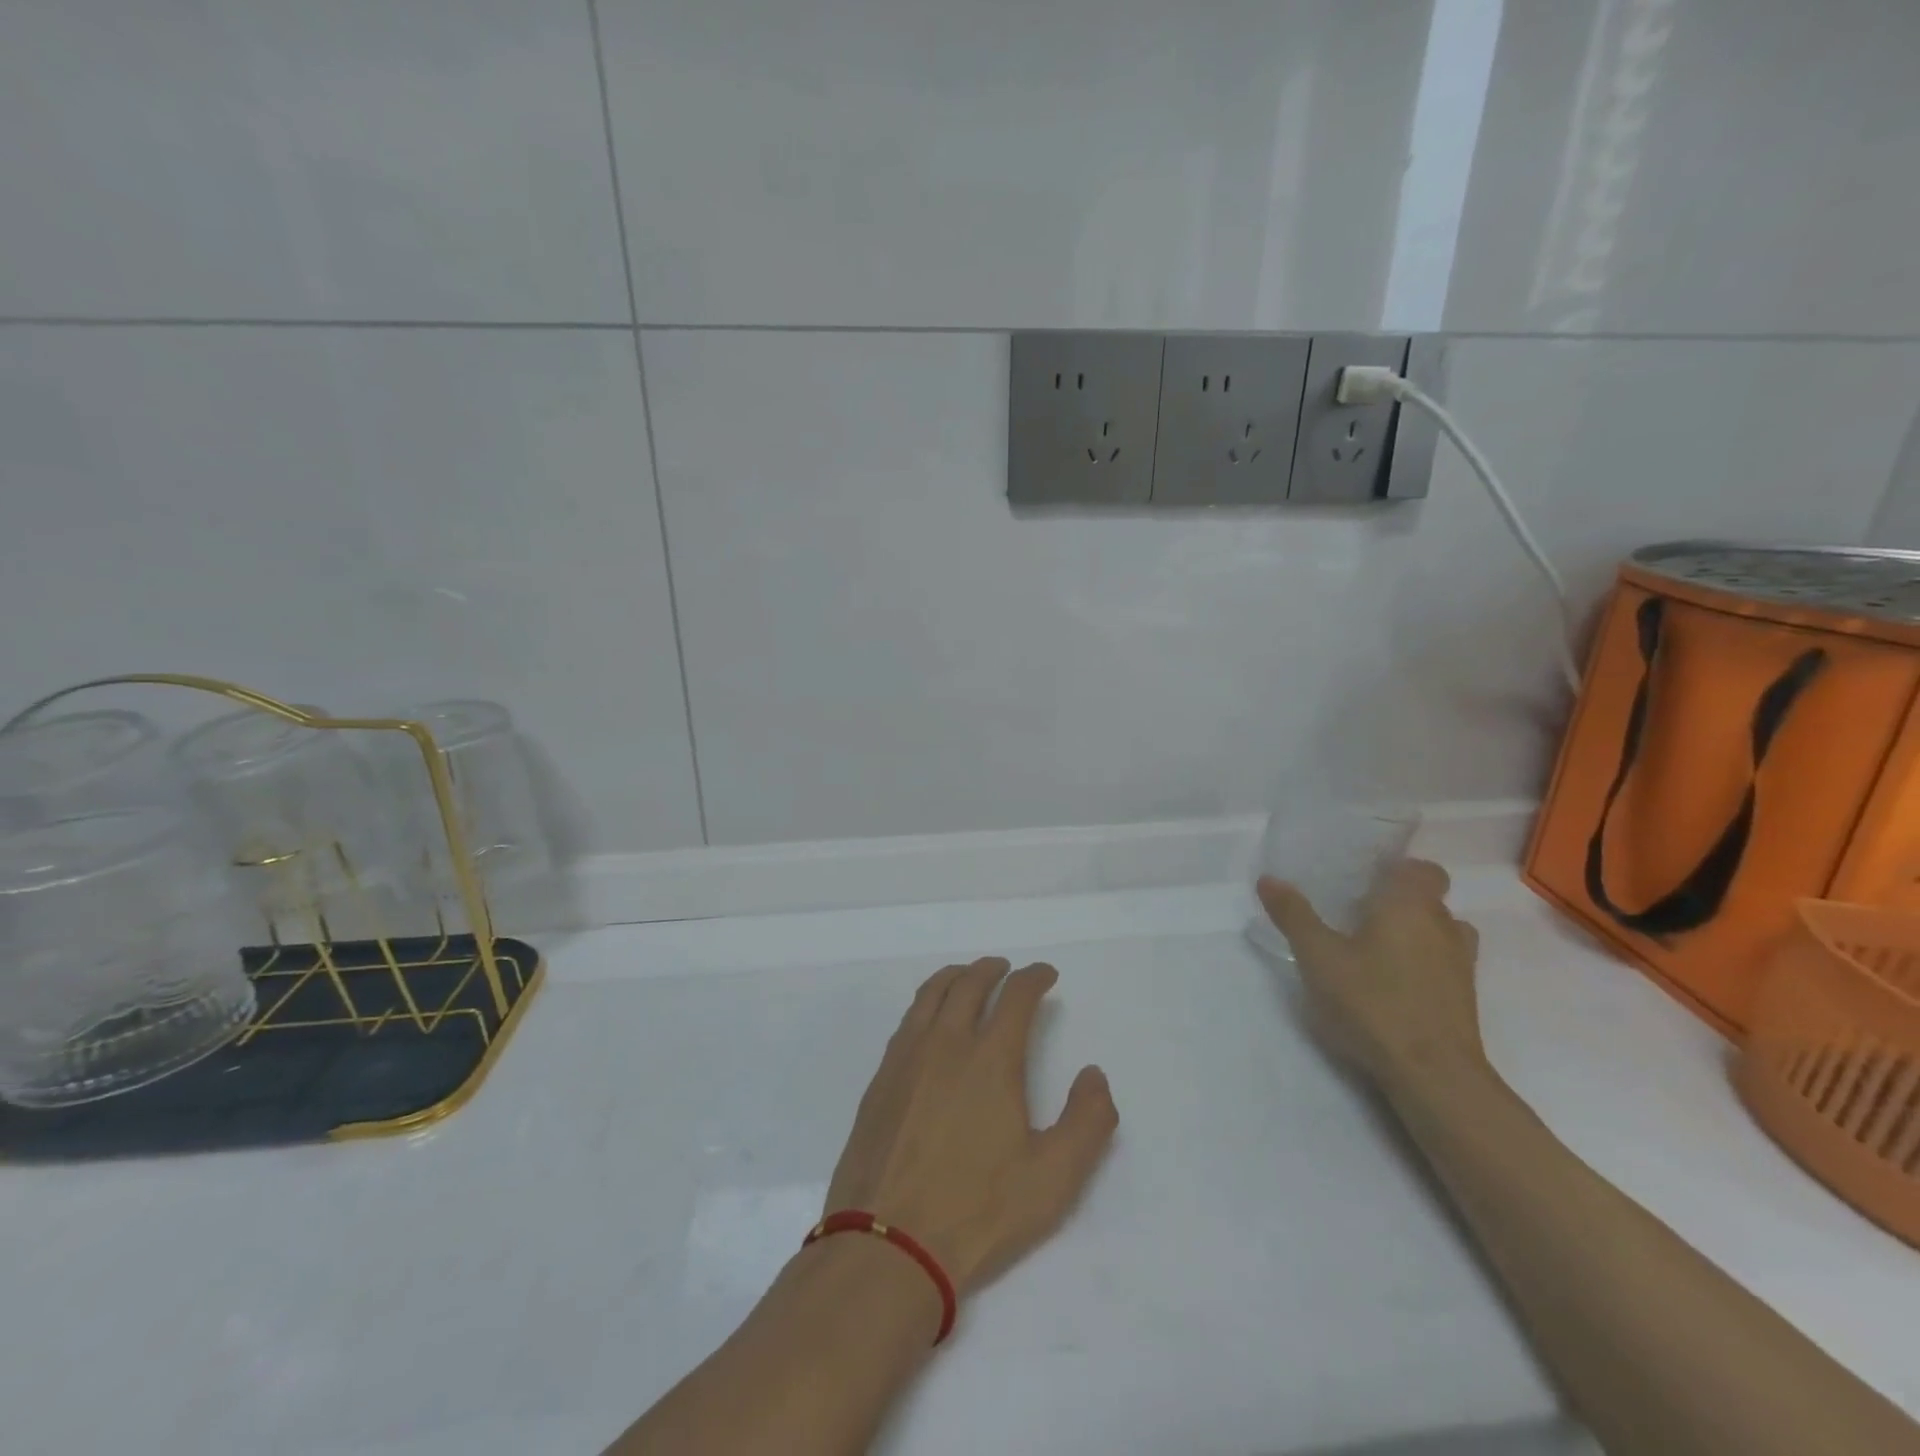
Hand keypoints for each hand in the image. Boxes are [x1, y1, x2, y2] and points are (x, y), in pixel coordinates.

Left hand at [823, 958, 1118, 1299]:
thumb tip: (1094, 1074)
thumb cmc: (977, 1212)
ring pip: (931, 994)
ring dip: (955, 977)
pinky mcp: (880, 1080)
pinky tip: (929, 1022)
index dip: (1034, 977)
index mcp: (990, 1059)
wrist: (886, 1247)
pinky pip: (907, 1021)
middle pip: (969, 984)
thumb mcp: (1053, 1179)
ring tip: (967, 978)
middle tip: (1006, 969)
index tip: (1046, 974)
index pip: (1016, 996)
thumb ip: (1087, 1121)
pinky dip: (926, 1003)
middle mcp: (945, 1043)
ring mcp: (906, 1058)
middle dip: (992, 969)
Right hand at [1257, 859, 1485, 1094]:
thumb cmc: (1372, 1002)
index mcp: (1411, 905)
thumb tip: (1269, 879)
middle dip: (1397, 903)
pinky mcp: (1464, 1001)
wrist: (1433, 1075)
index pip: (1422, 869)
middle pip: (1429, 900)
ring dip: (1414, 935)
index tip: (1364, 879)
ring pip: (1440, 934)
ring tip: (1374, 949)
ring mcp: (1461, 966)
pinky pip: (1443, 966)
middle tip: (1355, 914)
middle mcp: (1444, 927)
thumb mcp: (1317, 956)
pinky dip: (1422, 966)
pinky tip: (1389, 985)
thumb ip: (1294, 915)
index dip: (1397, 870)